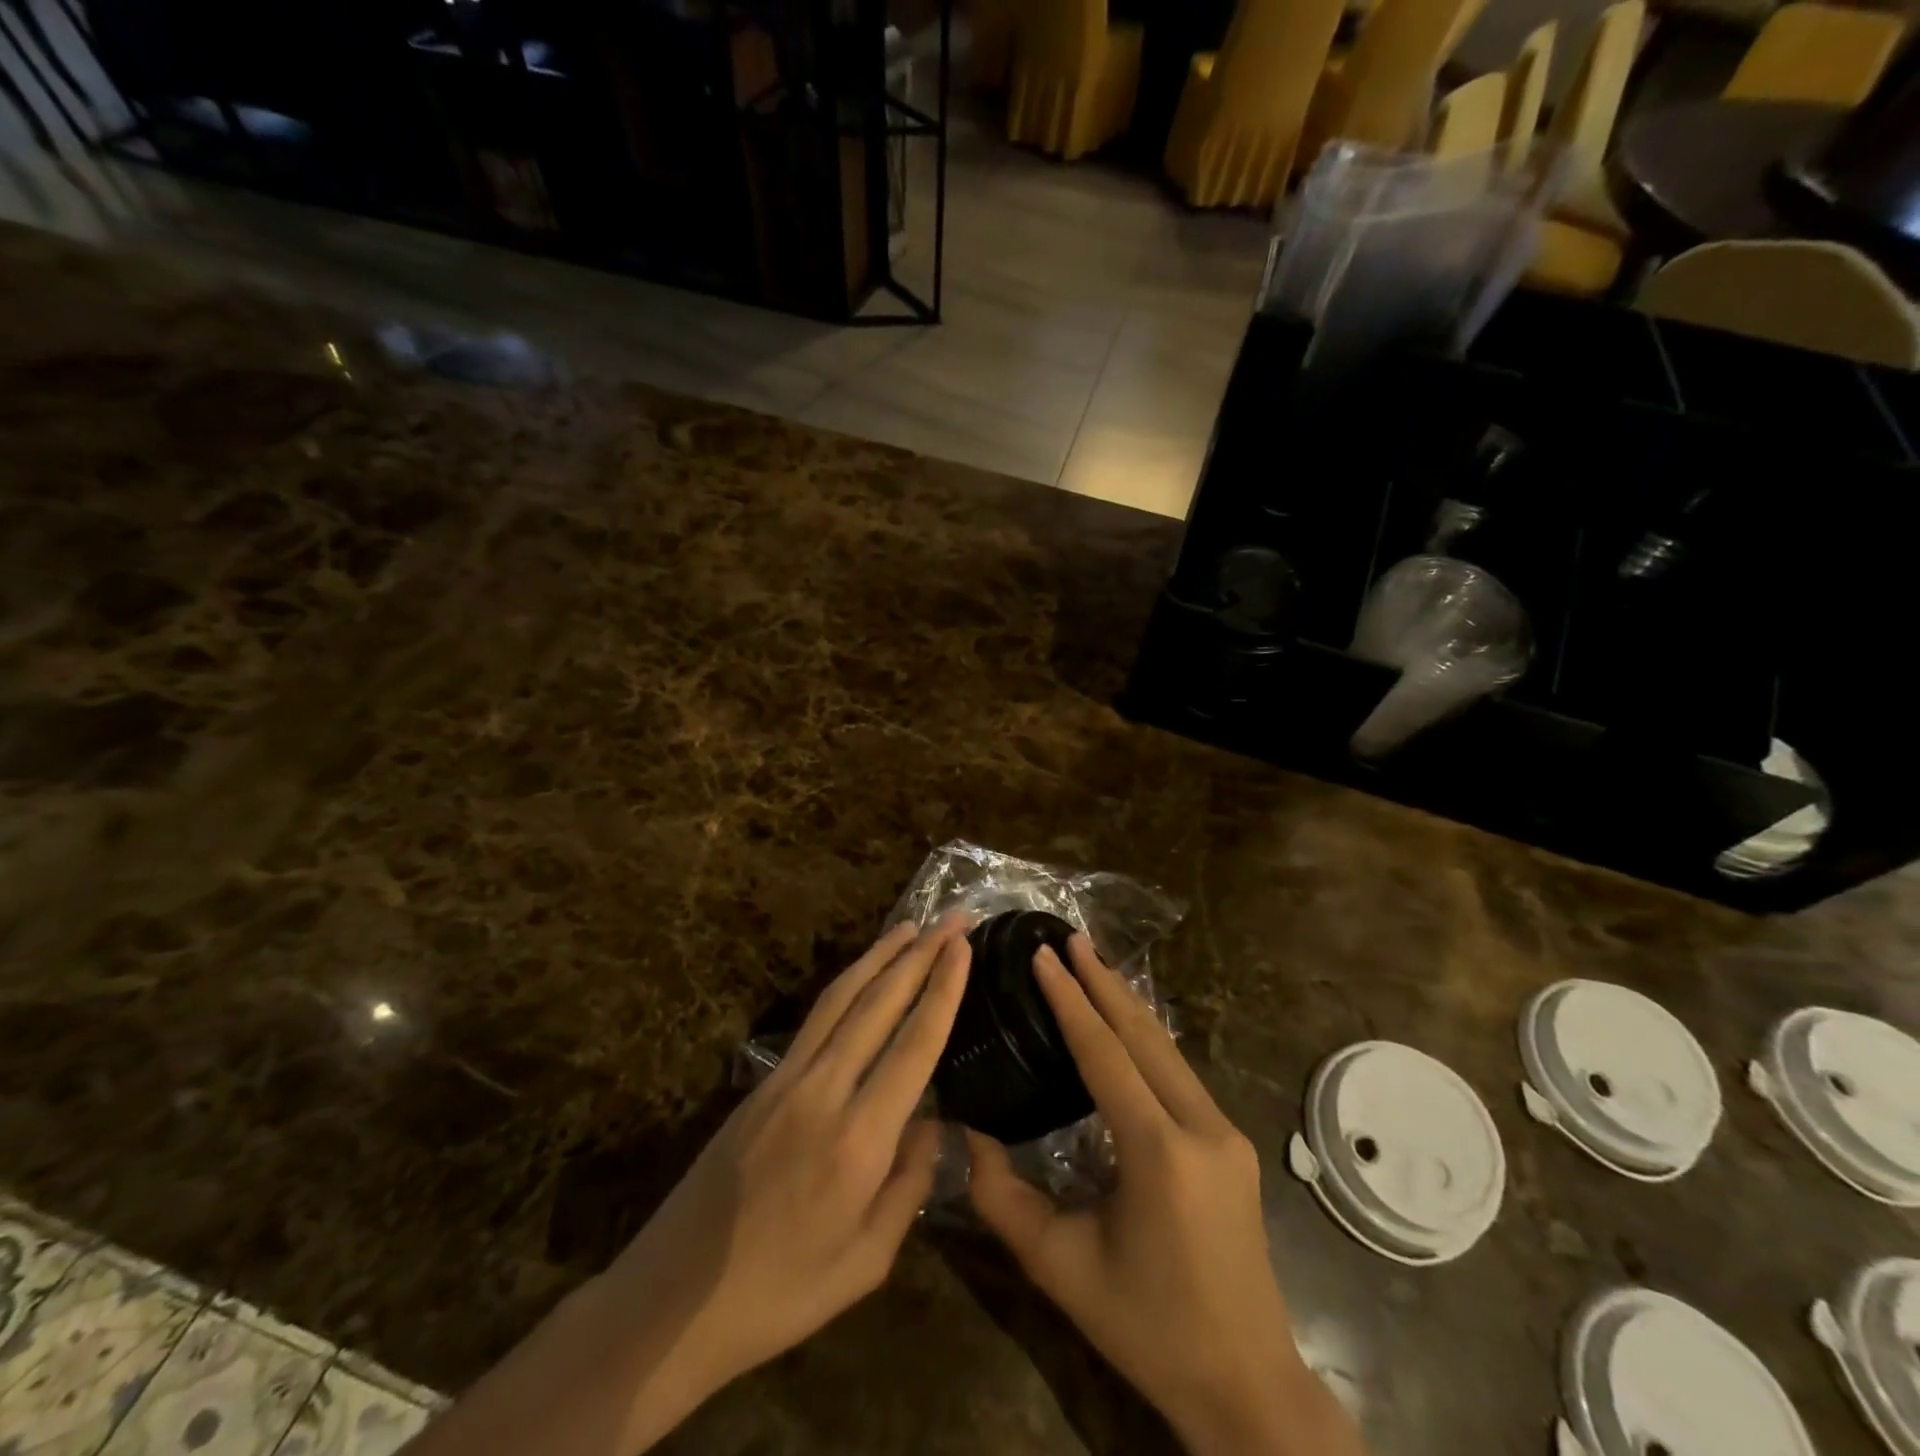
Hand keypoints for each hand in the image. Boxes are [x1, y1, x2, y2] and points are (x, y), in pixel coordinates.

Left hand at [600, 916, 970, 1434]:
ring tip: (912, 926)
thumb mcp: (866, 1262)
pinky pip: (815, 1018)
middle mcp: (824, 1091)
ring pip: (842, 998)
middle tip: (953, 918)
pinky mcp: (762, 1082)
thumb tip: (933, 1124)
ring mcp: (787, 1079)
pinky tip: (863, 975)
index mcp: (859, 1140)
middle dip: (921, 954)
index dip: (943, 990)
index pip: (914, 1045)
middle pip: (880, 1004)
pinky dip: (847, 984)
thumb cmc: (781, 1294)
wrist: (674, 1299)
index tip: (964, 946)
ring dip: (880, 956)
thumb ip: (909, 1186)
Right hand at [966, 936, 1362, 1455]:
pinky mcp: (1230, 1143)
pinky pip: (1180, 1072)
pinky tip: (1125, 1023)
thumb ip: (1003, 1198)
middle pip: (1144, 1034)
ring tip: (1092, 965)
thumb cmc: (1147, 1329)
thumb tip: (965, 1132)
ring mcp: (1224, 1132)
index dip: (1070, 1000)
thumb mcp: (1061, 1267)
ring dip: (1127, 1004)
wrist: (1247, 1386)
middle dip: (1103, 982)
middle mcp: (1200, 1127)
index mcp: (1158, 1152)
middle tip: (1070, 938)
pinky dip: (1146, 1037)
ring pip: (1168, 1048)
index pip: (1105, 1053)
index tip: (1044, 954)